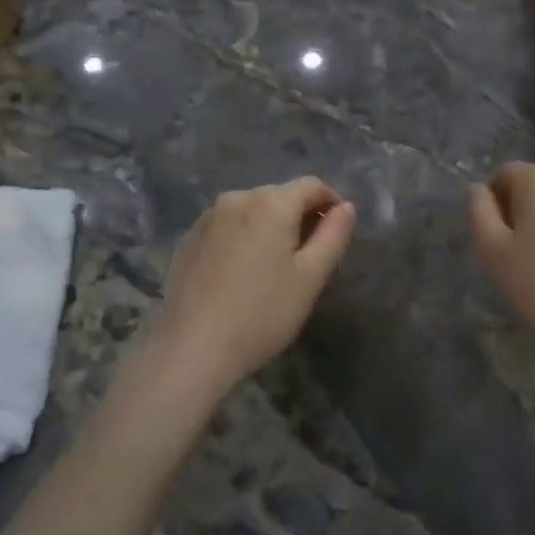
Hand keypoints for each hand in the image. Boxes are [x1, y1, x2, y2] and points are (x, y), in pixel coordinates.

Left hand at [148, 177, 356, 394]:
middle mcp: (237, 198)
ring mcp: (207, 218)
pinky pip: (226, 228)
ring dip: (269, 228)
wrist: (191, 349)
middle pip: (279, 196)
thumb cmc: (262, 313)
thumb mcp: (310, 277)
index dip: (331, 203)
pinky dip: (242, 239)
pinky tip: (240, 275)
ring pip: (251, 212)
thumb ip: (333, 235)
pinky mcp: (188, 240)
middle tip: (309, 258)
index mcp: (271, 202)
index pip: (312, 186)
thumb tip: (345, 207)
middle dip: (299, 217)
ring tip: (274, 268)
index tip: (338, 233)